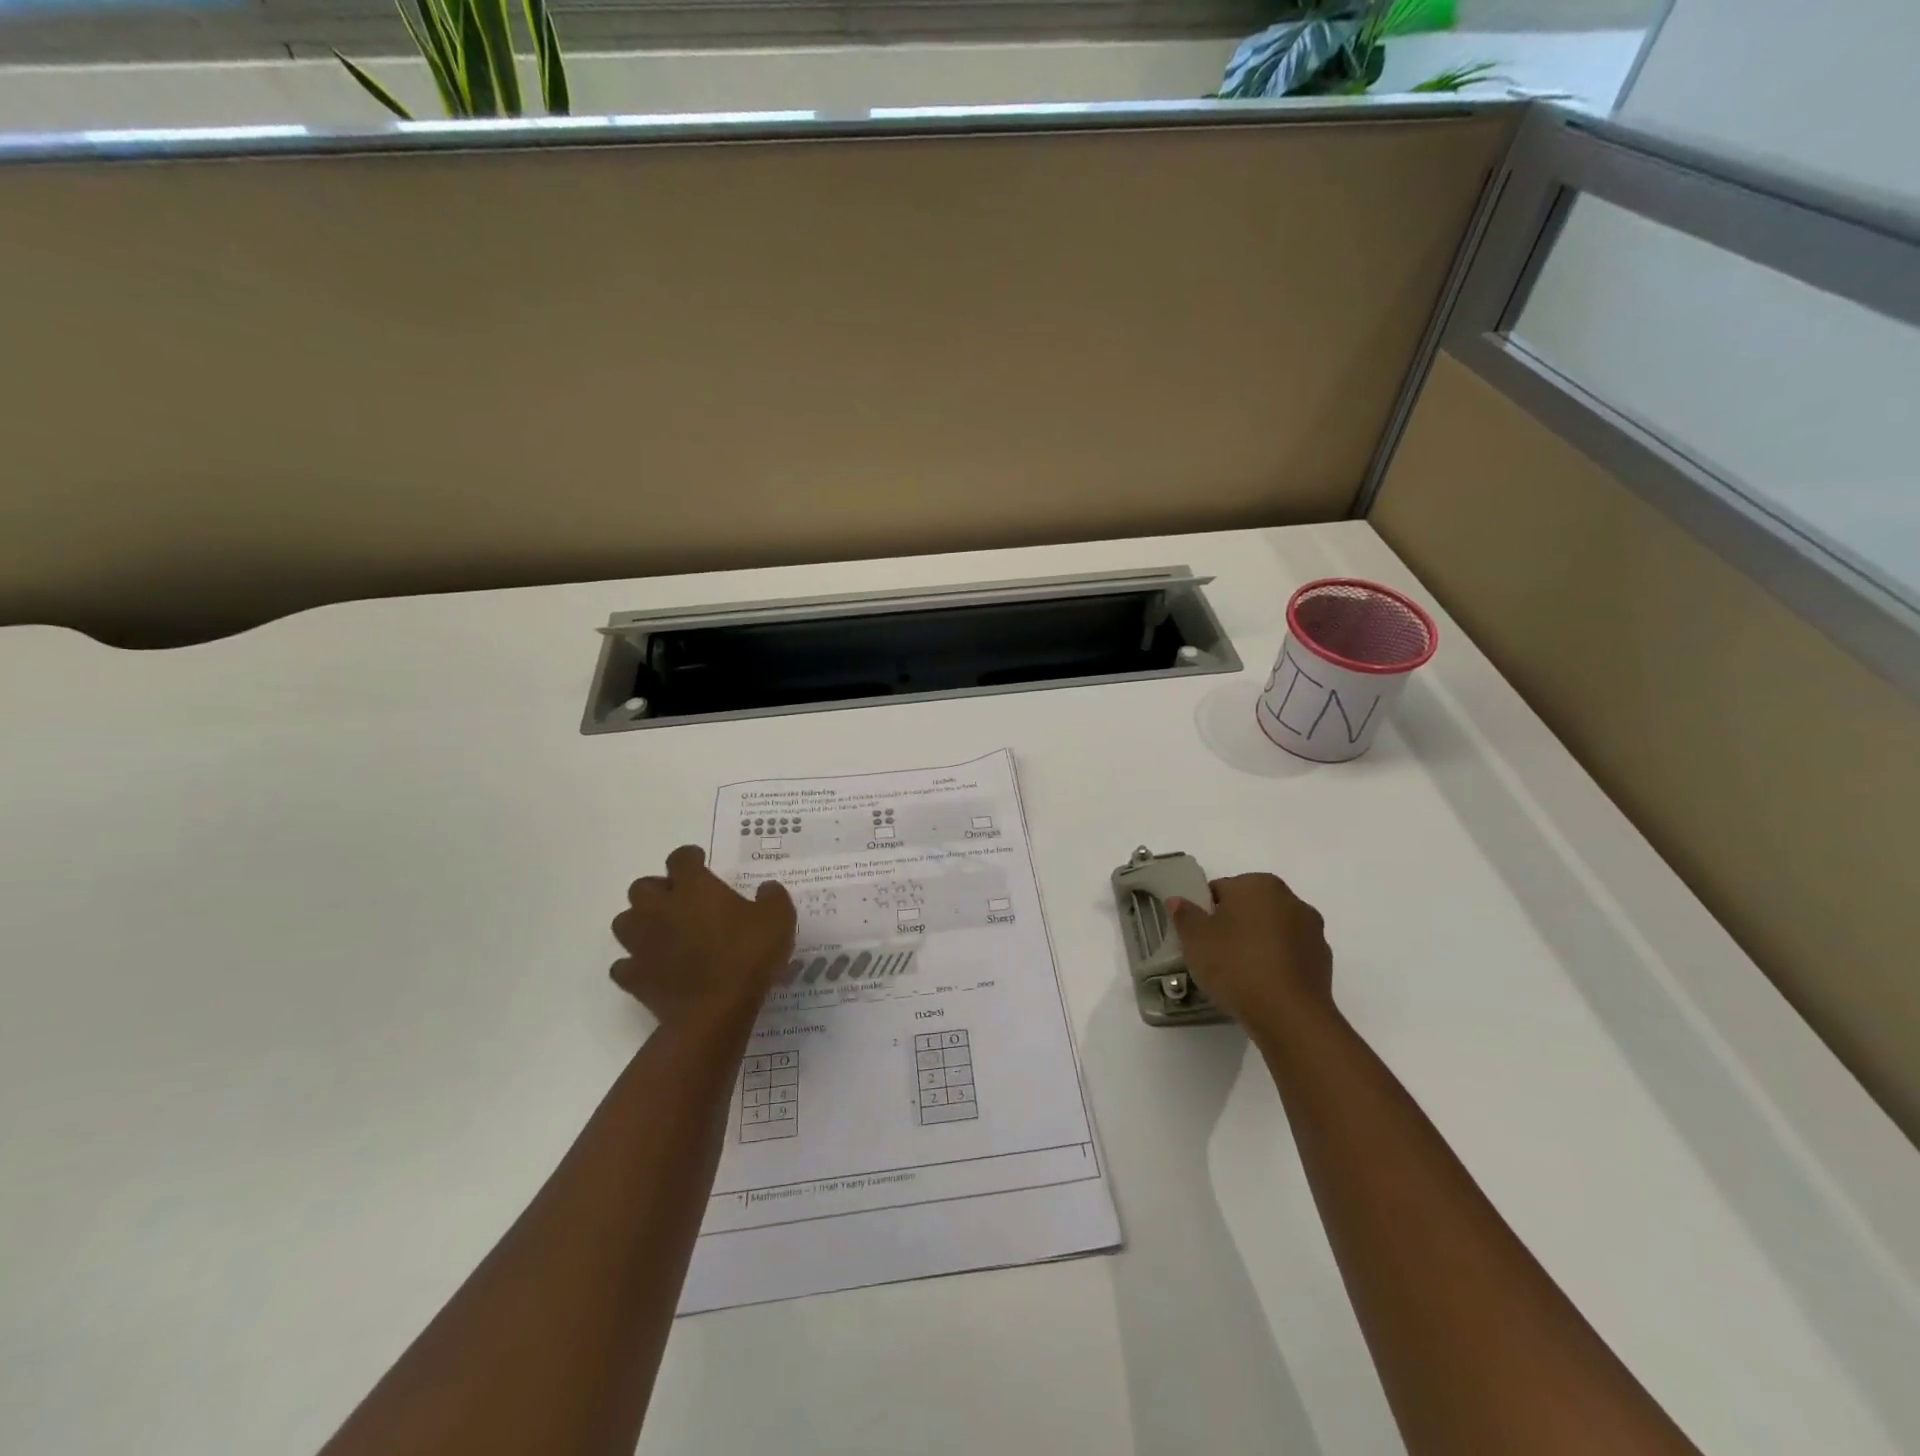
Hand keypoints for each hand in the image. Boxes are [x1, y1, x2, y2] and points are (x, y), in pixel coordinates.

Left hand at [610, 845, 795, 1029]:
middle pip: (642, 886)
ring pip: (624, 921)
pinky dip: (635, 963)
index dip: (690, 857)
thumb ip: (772, 897)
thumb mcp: (778, 919)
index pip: (681, 858)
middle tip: (681, 900)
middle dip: (658, 889)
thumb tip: (766, 889)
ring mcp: (642, 943)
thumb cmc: (747, 956)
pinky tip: (653, 967)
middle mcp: (660, 909)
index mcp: (693, 888)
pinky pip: (624, 964)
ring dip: (640, 922)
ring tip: (663, 931)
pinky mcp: (634, 977)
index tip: (700, 862)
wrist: (714, 1012)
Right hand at [1168, 873, 1333, 1033]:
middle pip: (1249, 907)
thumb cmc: (1236, 965)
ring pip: (1272, 931)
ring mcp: (1312, 931)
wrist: (1290, 1016)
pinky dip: (1276, 964)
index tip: (1197, 937)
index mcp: (1258, 884)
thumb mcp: (1195, 939)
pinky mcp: (1323, 961)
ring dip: (1257, 944)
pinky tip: (1261, 986)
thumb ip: (1185, 914)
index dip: (1205, 912)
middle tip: (1214, 954)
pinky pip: (1290, 955)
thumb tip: (1178, 900)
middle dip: (1233, 925)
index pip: (1221, 889)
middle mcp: (1290, 899)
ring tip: (1239, 974)